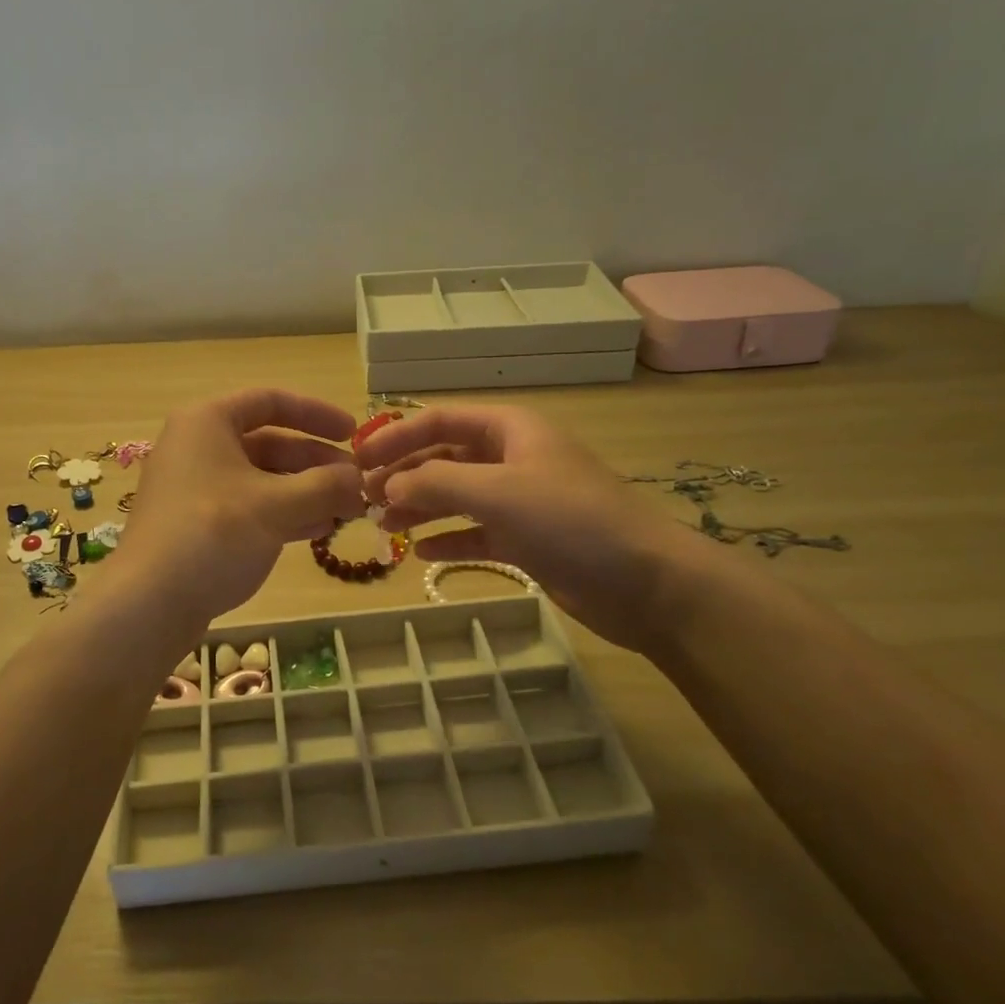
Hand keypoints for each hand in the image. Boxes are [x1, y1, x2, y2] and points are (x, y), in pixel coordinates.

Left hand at [111, 389, 365, 626]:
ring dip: (305, 491)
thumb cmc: (213, 534)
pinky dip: (283, 513)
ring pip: (261, 478)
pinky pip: (248, 506)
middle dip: (316, 462)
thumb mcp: (277, 506)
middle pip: (269, 441)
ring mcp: (195, 487)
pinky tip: (317, 531)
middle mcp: (198, 446)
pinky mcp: (197, 523)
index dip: (316, 413)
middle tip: (356, 483)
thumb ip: (324, 486)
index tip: (353, 433)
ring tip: (346, 511)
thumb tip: (359, 478)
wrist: (149, 603)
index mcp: (208, 422)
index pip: (270, 400)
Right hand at [354, 405, 709, 651]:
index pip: (439, 420)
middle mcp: (512, 458)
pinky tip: (423, 553)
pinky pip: (476, 531)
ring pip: (457, 496)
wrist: (646, 583)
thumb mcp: (497, 492)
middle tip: (365, 501)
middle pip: (444, 458)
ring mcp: (520, 500)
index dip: (395, 436)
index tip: (357, 461)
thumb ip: (435, 482)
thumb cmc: (570, 521)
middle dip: (405, 476)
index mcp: (509, 429)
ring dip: (421, 508)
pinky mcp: (527, 538)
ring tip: (386, 529)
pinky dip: (449, 539)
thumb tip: (387, 485)